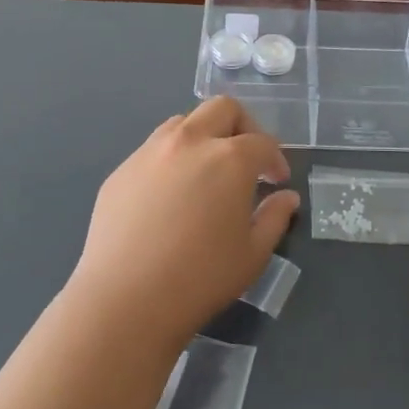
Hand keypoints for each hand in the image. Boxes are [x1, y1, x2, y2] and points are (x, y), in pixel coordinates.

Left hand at [70, 97, 299, 345]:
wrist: (125, 299)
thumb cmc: (201, 278)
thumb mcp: (253, 253)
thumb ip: (275, 218)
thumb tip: (286, 197)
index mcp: (229, 158)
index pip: (262, 141)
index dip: (275, 159)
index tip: (277, 181)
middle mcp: (189, 142)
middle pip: (222, 109)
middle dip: (243, 126)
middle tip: (247, 160)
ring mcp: (150, 152)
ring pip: (183, 122)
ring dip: (204, 136)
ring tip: (207, 172)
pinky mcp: (121, 170)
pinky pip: (153, 149)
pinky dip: (172, 159)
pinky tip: (170, 196)